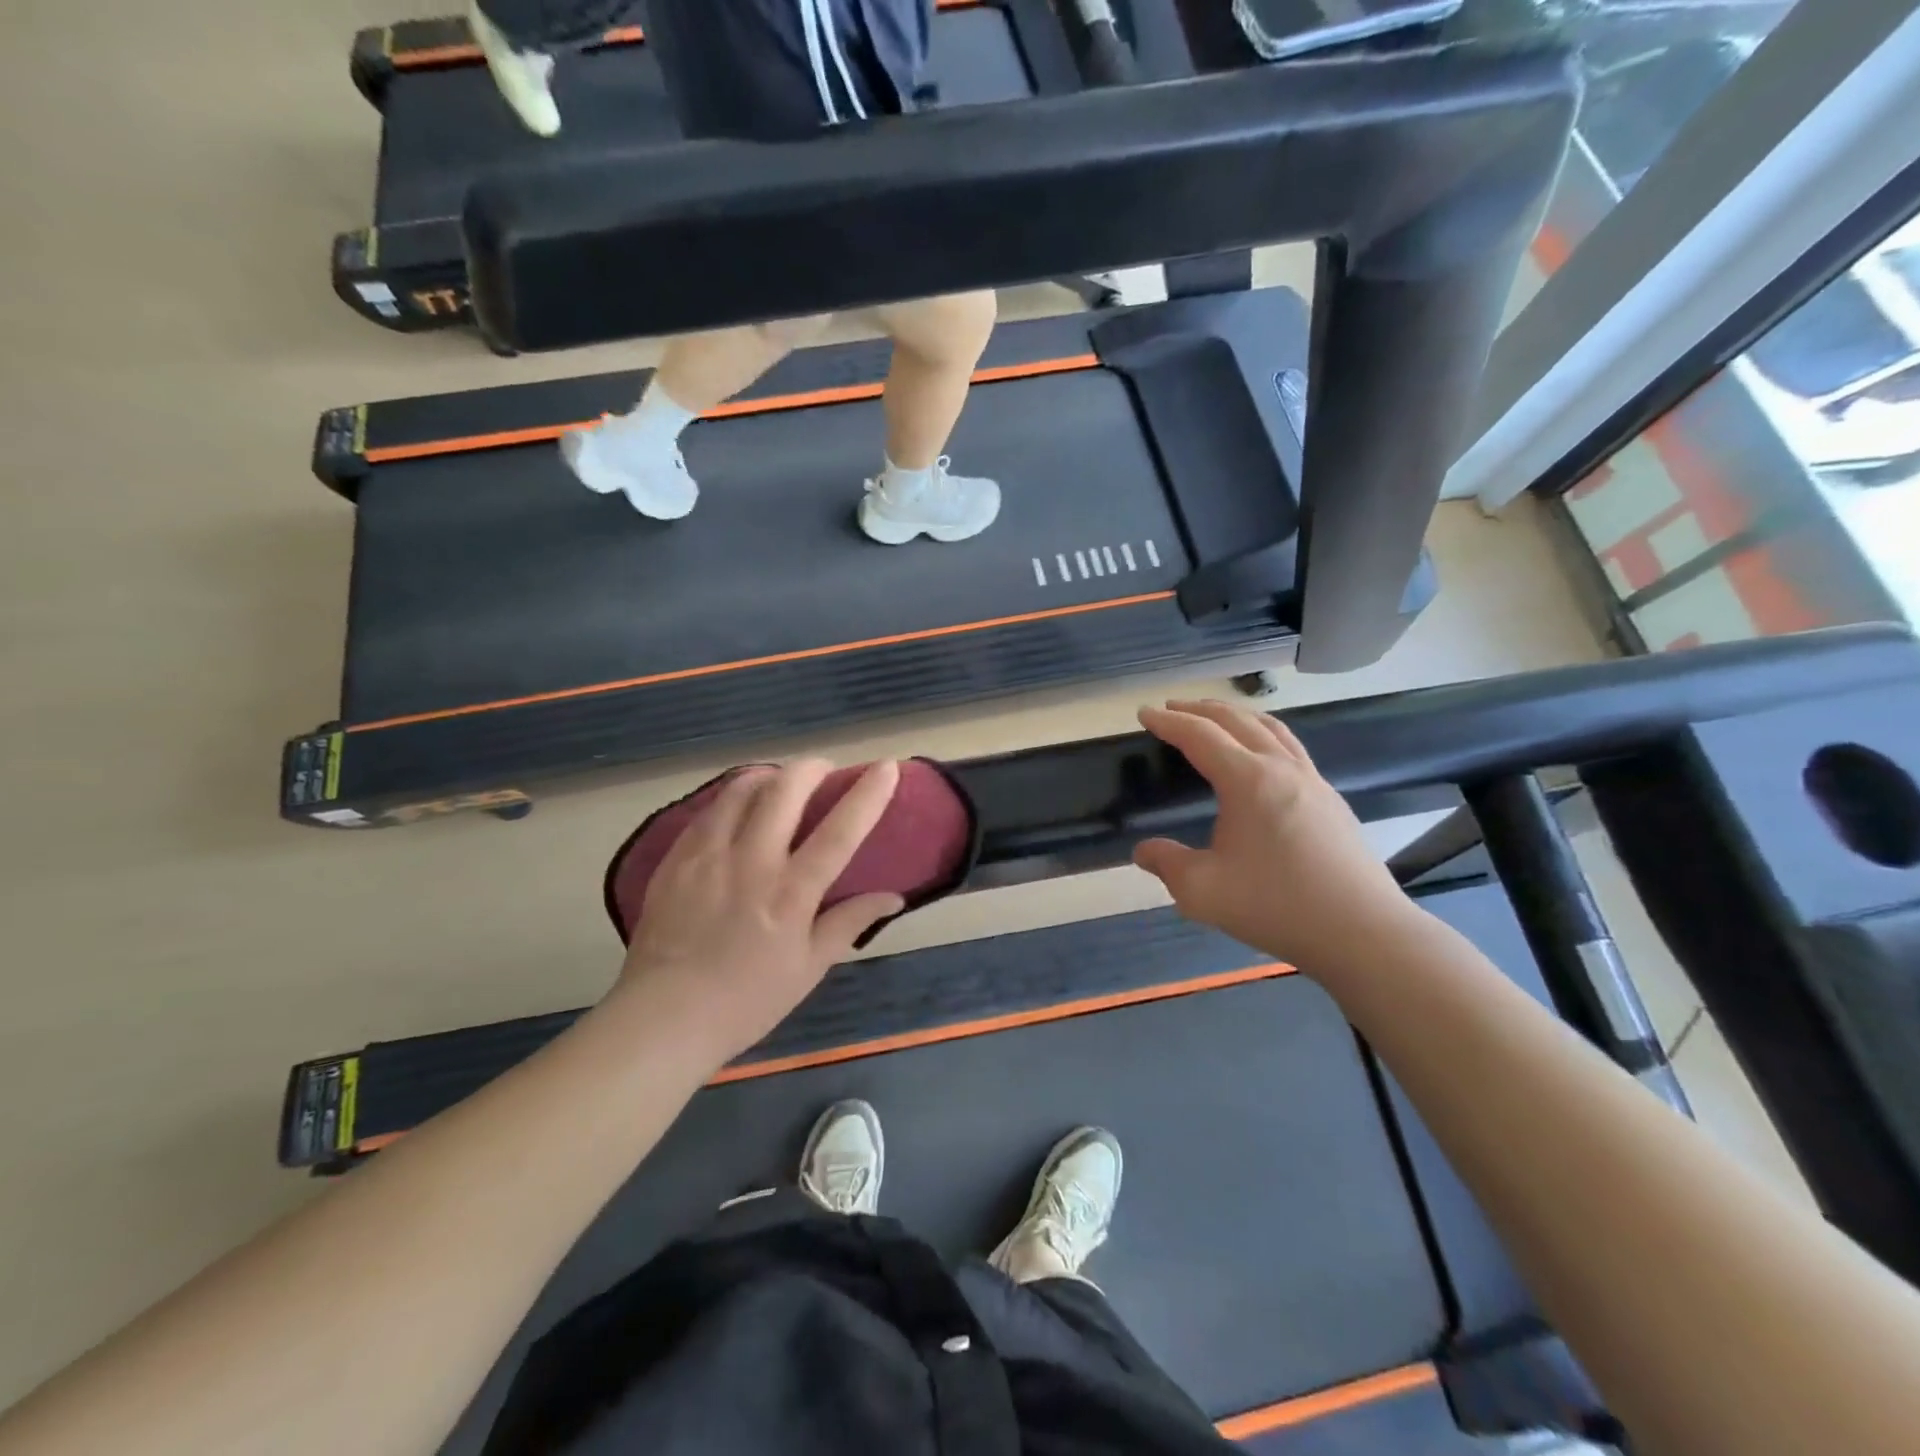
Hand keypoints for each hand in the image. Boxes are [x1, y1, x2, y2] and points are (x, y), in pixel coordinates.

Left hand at [612, 759, 905, 1064]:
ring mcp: (707, 855)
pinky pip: (709, 810)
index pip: (839, 831)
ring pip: (741, 789)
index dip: (867, 794)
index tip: (886, 767)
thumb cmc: (746, 1001)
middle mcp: (751, 862)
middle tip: (823, 771)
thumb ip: (849, 922)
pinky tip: (738, 809)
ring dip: (769, 775)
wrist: (662, 1018)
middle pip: (785, 790)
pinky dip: (732, 798)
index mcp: (791, 893)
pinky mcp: (675, 858)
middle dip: (811, 767)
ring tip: (780, 783)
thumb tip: (893, 897)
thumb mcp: (809, 968)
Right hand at [1133, 701, 1420, 973]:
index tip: (1144, 713)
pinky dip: (1264, 735)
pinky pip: (1291, 748)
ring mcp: (1313, 782)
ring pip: (1271, 728)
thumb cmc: (1276, 906)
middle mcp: (1282, 769)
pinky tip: (1262, 758)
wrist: (1362, 932)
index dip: (1169, 723)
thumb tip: (1143, 852)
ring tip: (1215, 718)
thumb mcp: (1202, 891)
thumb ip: (1166, 864)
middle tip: (1172, 708)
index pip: (1200, 736)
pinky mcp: (1331, 801)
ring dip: (1236, 716)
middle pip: (1237, 721)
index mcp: (1248, 781)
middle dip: (1200, 710)